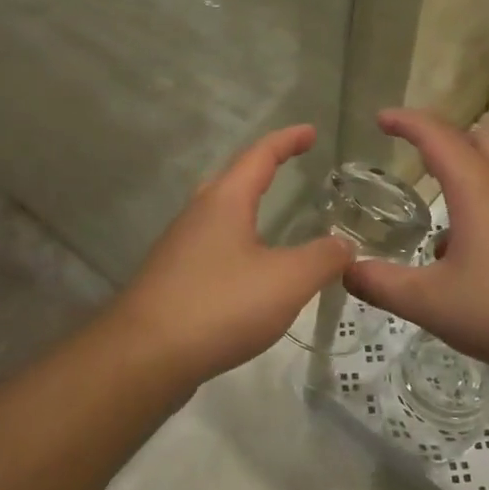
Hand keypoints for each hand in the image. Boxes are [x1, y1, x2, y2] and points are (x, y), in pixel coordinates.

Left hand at [115, 125, 351, 383]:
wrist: (143, 358)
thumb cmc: (219, 306)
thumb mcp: (287, 281)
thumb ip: (323, 259)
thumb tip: (345, 245)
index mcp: (225, 201)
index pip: (260, 155)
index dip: (287, 140)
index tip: (310, 131)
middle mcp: (198, 215)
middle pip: (233, 178)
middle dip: (263, 167)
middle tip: (290, 165)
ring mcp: (180, 247)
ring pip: (219, 214)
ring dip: (247, 206)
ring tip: (273, 215)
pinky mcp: (173, 280)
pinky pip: (213, 247)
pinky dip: (238, 243)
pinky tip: (249, 271)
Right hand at [344, 110, 488, 386]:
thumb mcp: (433, 303)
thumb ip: (383, 284)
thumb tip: (346, 269)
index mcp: (477, 185)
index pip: (435, 134)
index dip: (405, 121)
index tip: (382, 118)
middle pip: (478, 135)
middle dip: (447, 140)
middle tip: (421, 161)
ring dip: (473, 172)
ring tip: (449, 218)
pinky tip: (486, 251)